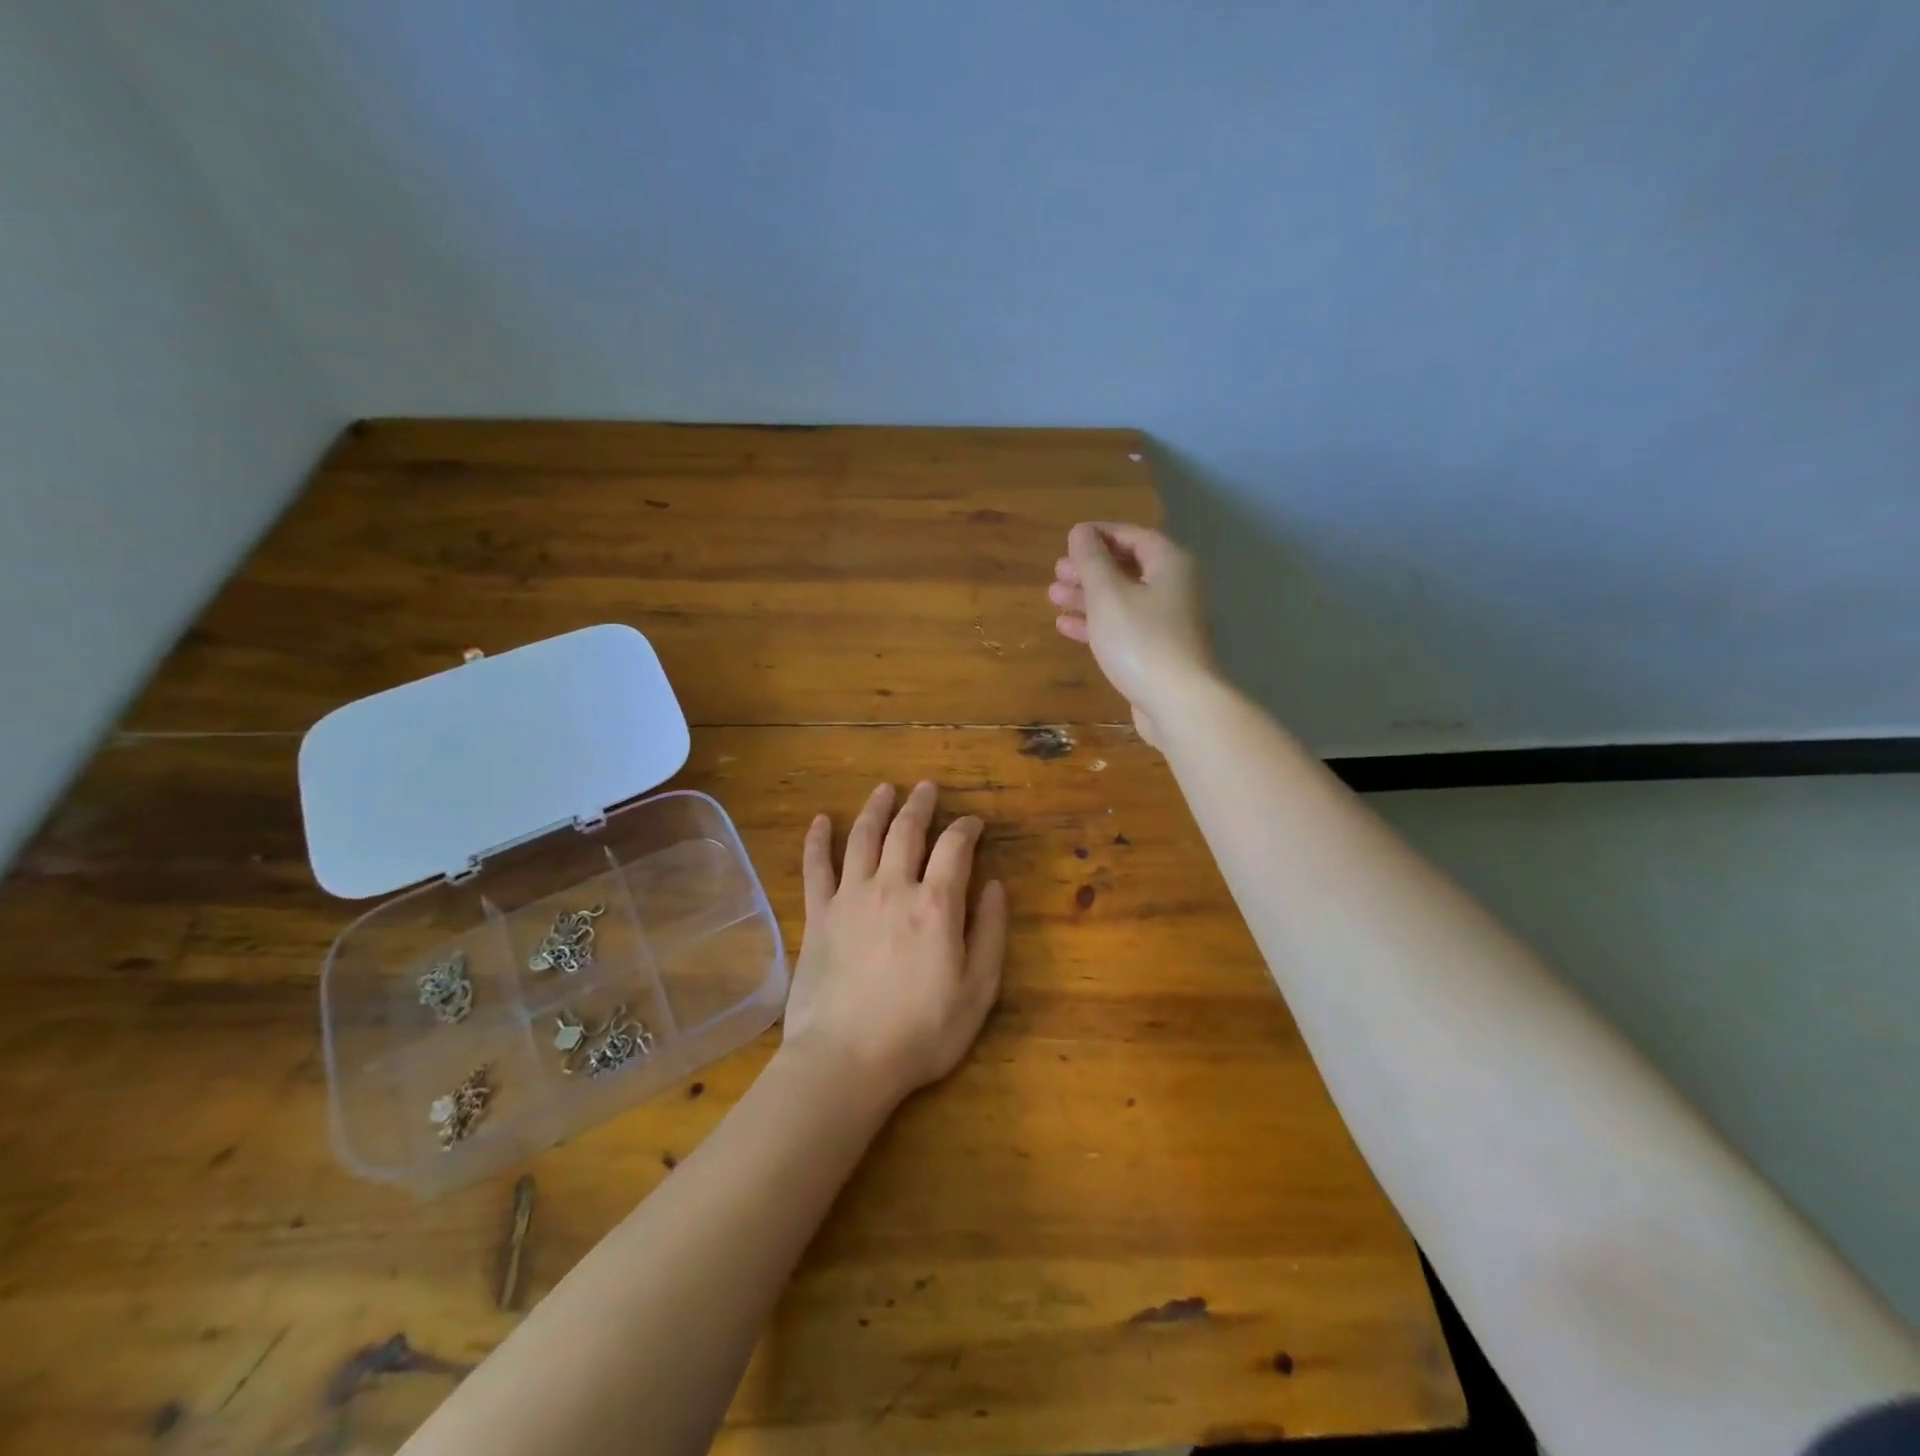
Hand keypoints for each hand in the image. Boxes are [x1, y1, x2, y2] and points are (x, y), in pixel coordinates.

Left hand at [781, 782, 1007, 1106]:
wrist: (846, 1060)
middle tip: (926, 788)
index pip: (954, 847)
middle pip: (907, 831)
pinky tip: (820, 821)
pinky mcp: (818, 915)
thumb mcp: (978, 991)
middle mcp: (893, 887)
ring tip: (884, 789)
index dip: (966, 827)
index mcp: (936, 904)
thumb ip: (990, 933)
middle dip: (920, 805)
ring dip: (876, 808)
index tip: (973, 822)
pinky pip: (816, 867)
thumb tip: (994, 886)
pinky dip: (818, 840)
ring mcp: (850, 897)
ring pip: (863, 837)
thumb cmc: (921, 1032)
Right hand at [1049, 521, 1215, 747]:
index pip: (1133, 536)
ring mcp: (1167, 622)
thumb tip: (1081, 532)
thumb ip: (1091, 560)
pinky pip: (1124, 627)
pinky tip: (1066, 627)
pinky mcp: (1157, 651)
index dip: (1100, 535)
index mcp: (1169, 564)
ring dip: (1088, 597)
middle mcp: (1174, 587)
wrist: (1177, 703)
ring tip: (1053, 597)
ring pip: (1123, 599)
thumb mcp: (1108, 594)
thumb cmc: (1140, 640)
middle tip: (1057, 572)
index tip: (1069, 540)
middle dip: (1090, 569)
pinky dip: (1097, 623)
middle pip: (1128, 568)